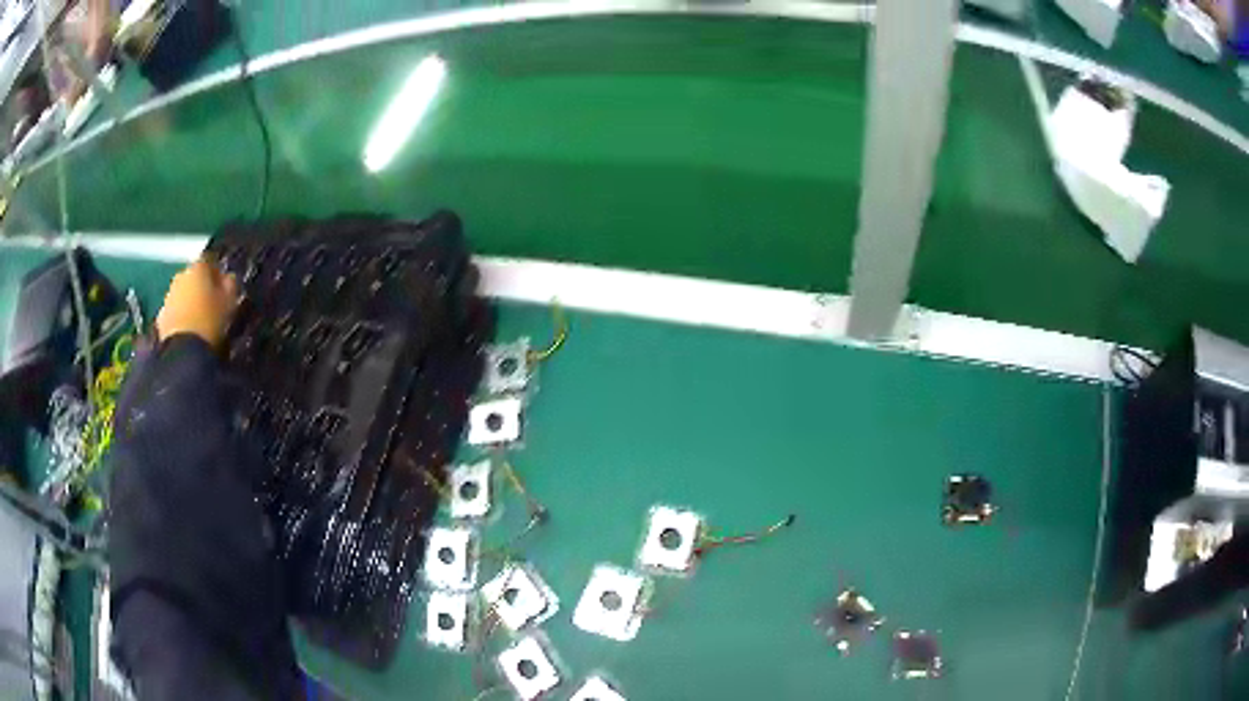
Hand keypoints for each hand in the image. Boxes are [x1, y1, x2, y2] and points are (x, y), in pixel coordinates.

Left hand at [155, 257, 238, 347]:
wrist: (183, 351)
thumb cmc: (210, 321)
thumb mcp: (229, 302)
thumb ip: (230, 285)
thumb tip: (228, 277)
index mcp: (198, 267)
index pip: (209, 260)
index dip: (217, 271)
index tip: (224, 284)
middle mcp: (180, 276)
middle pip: (193, 277)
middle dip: (201, 286)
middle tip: (212, 302)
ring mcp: (168, 297)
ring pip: (182, 294)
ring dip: (190, 302)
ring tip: (200, 319)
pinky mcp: (161, 317)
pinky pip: (174, 312)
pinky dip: (181, 317)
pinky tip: (189, 331)